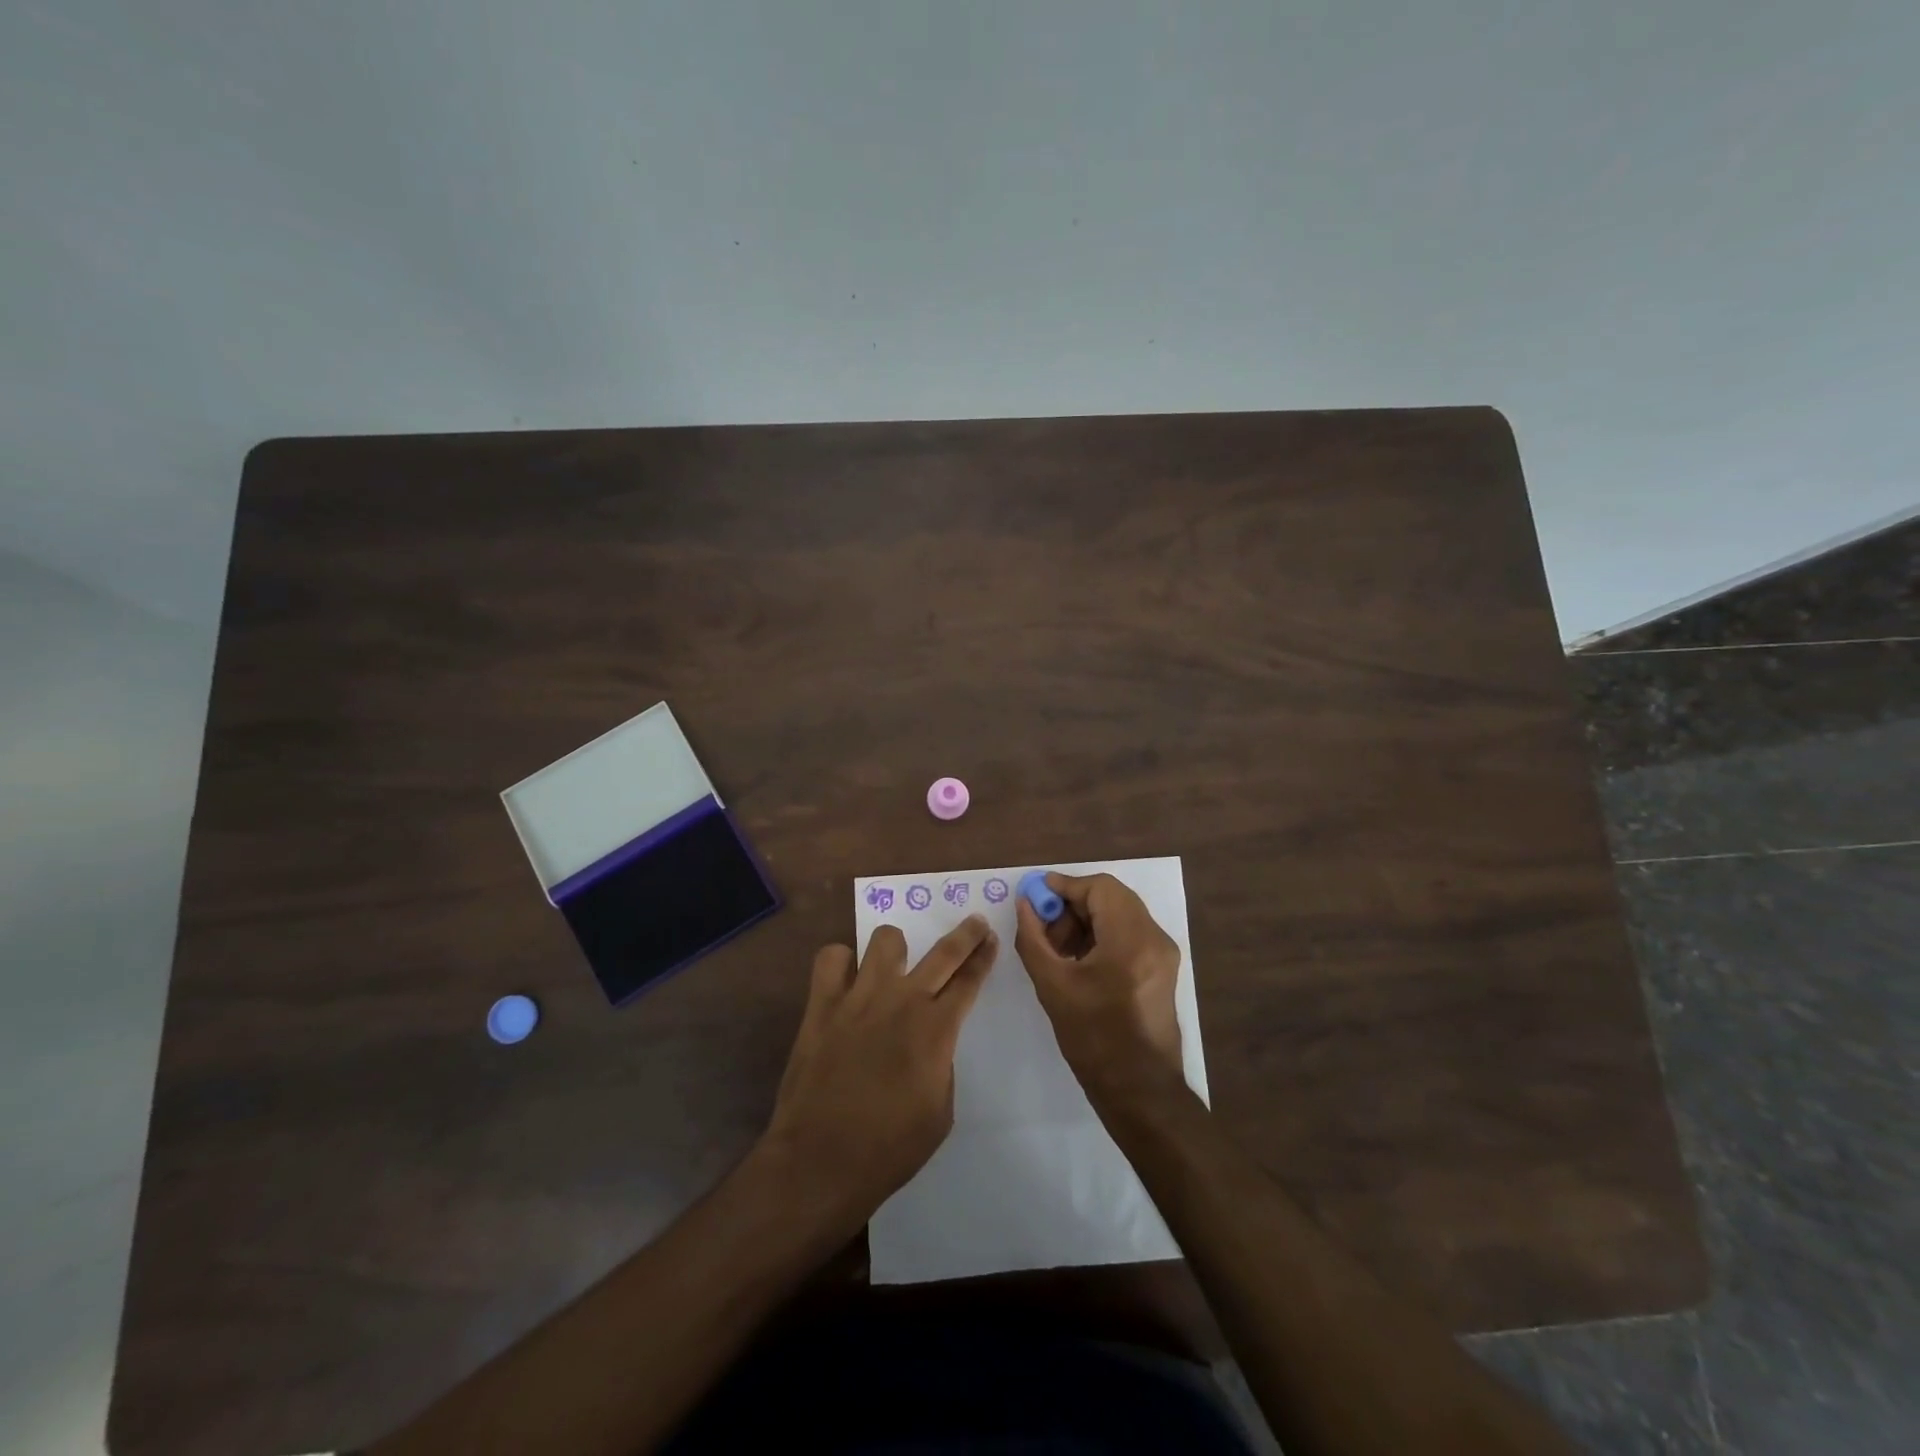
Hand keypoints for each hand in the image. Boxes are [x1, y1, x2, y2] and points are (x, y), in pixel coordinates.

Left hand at [762, 916, 996, 1225]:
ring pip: (885, 939)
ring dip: (896, 948)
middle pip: (943, 952)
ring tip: (894, 963)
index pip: (969, 981)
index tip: (990, 939)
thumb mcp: (940, 1112)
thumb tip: (931, 1040)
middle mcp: (901, 1001)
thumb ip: (941, 1064)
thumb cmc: (889, 1148)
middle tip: (975, 922)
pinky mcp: (821, 1004)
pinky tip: (847, 979)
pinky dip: (842, 962)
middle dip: (965, 934)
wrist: (820, 1162)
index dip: (983, 957)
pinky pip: (831, 958)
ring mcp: (859, 997)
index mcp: (936, 1030)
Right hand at [1014, 873, 1185, 1103]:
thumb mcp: (1052, 986)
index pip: (1099, 887)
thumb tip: (1024, 904)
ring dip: (1086, 920)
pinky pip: (1129, 933)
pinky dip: (1102, 934)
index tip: (1034, 897)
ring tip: (1057, 948)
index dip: (1064, 886)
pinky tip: (1078, 959)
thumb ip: (1033, 938)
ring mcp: (1163, 953)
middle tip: (1043, 925)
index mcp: (1131, 940)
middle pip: (1111, 897)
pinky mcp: (1162, 968)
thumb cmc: (1093, 1039)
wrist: (1139, 1091)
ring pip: (1120, 913)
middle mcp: (1154, 938)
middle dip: (1073, 904)